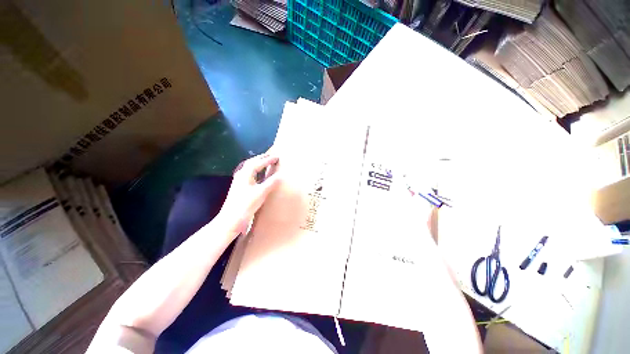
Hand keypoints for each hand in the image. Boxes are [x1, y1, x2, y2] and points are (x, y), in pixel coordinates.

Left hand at [218, 151, 280, 235]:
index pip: (258, 163)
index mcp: (245, 173)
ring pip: (250, 168)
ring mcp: (239, 181)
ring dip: (258, 164)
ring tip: (266, 163)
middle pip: (252, 162)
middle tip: (271, 156)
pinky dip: (257, 172)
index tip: (277, 157)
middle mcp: (241, 175)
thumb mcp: (261, 192)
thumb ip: (271, 182)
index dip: (268, 159)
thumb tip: (280, 175)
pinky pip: (250, 175)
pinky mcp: (240, 188)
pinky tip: (260, 176)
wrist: (231, 219)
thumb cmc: (246, 204)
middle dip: (262, 158)